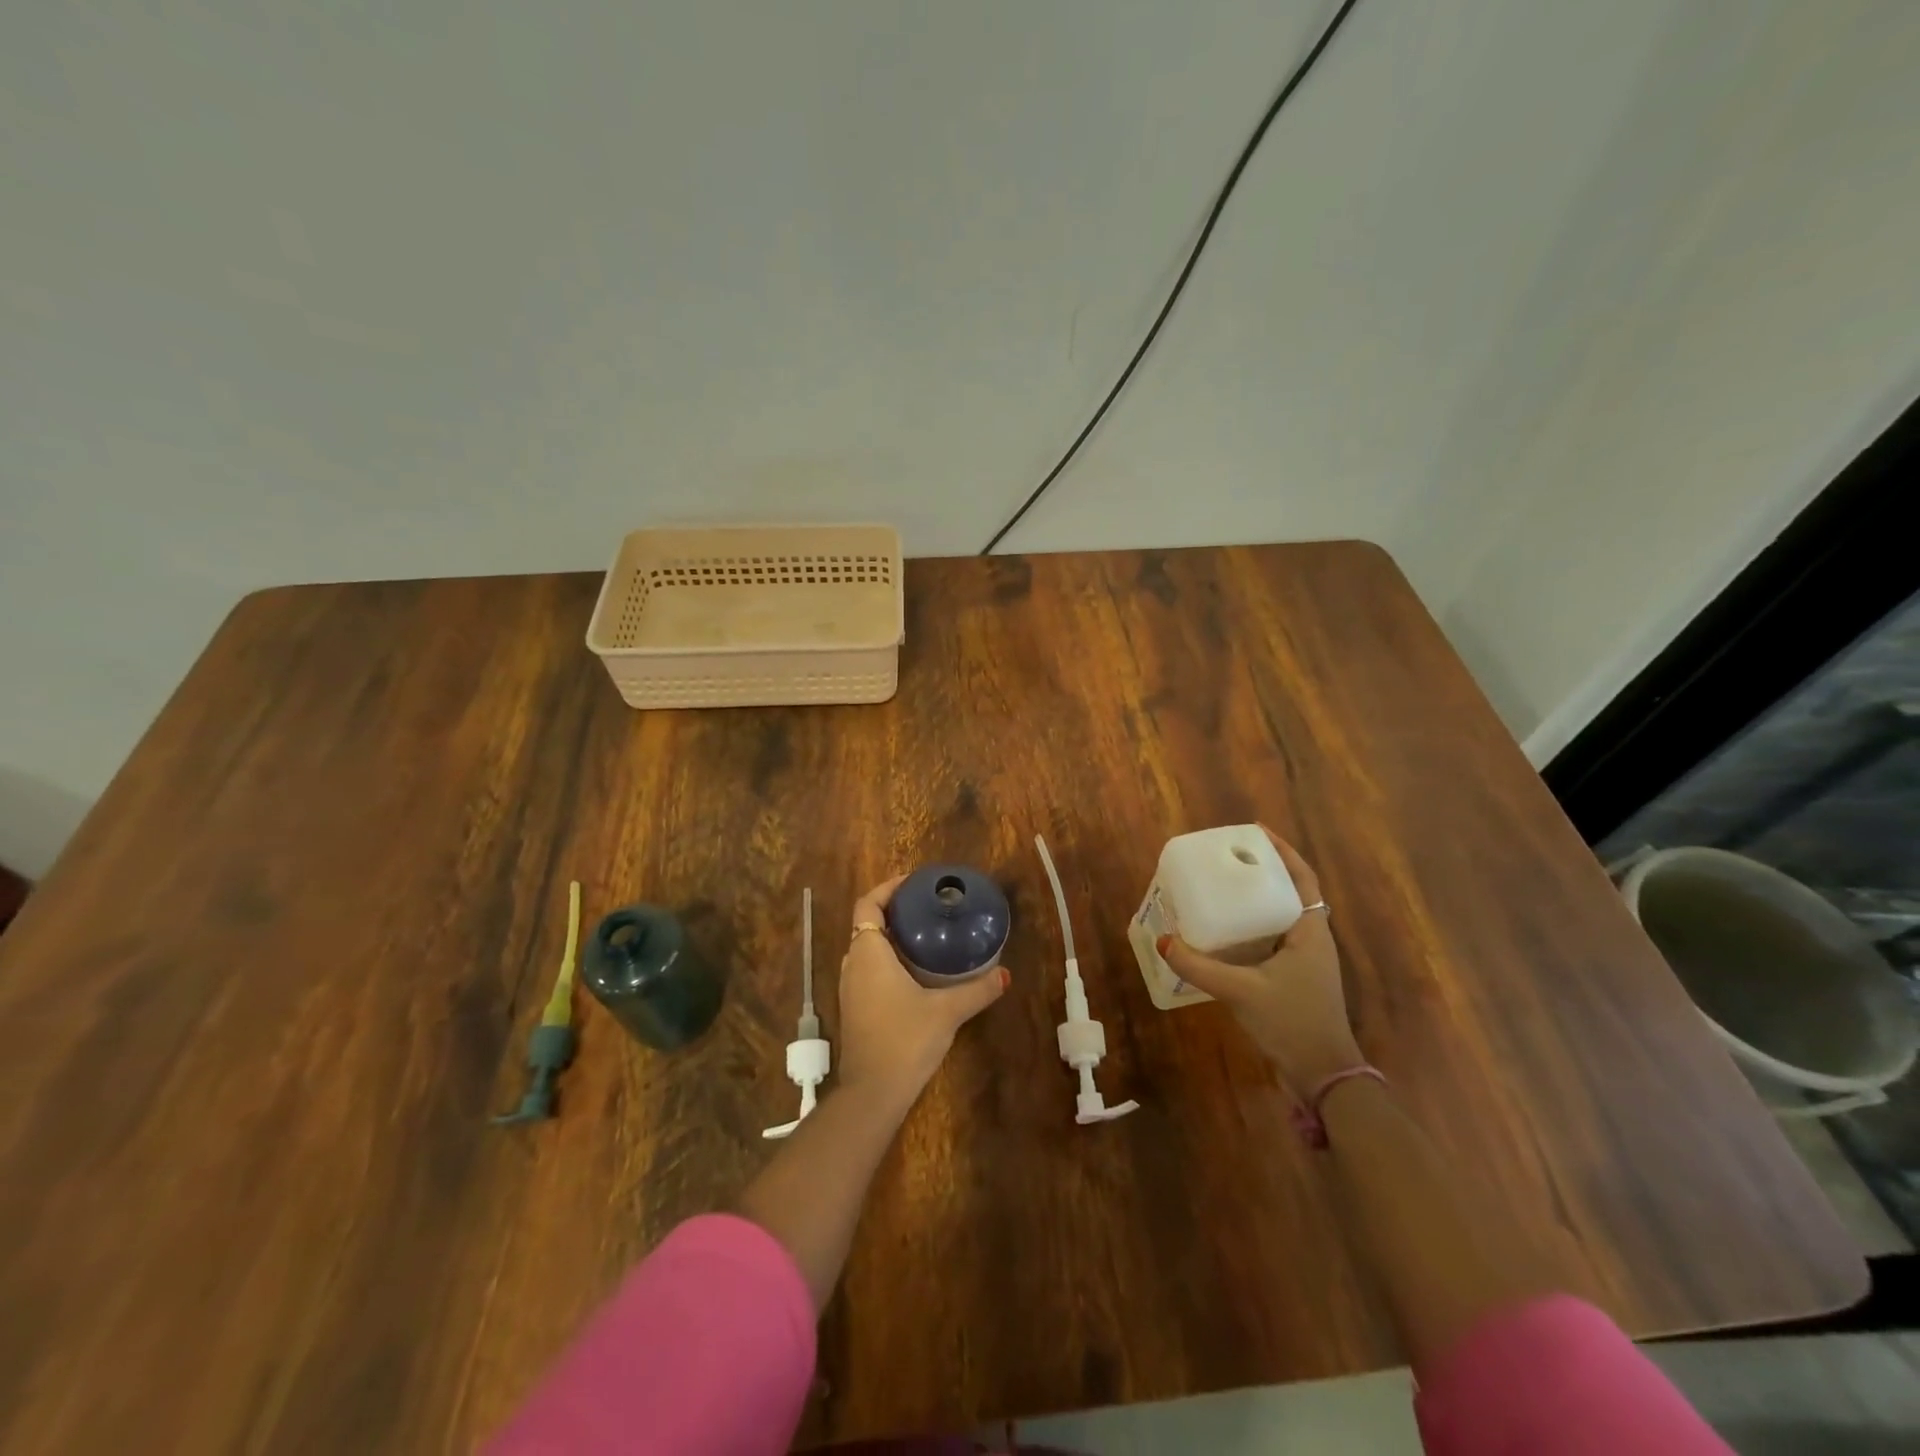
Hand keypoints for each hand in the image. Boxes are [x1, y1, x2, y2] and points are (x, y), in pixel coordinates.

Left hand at [835, 874, 1008, 1109]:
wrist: (872, 1093)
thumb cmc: (905, 1039)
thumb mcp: (947, 1011)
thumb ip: (977, 990)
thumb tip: (1005, 974)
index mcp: (868, 952)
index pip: (868, 904)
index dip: (887, 888)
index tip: (913, 883)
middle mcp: (852, 964)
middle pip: (867, 924)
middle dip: (894, 911)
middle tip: (927, 908)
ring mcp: (849, 988)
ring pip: (866, 949)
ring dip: (890, 938)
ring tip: (924, 935)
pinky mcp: (854, 1008)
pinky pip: (867, 970)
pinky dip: (886, 961)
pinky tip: (914, 973)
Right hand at [1158, 830, 1362, 1092]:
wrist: (1324, 1076)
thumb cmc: (1292, 1022)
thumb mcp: (1241, 991)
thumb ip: (1200, 967)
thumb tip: (1163, 941)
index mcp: (1310, 932)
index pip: (1302, 878)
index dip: (1283, 852)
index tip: (1255, 831)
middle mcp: (1312, 940)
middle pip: (1290, 892)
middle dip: (1263, 872)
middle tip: (1229, 858)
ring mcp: (1305, 961)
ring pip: (1280, 917)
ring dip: (1258, 899)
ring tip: (1224, 887)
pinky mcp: (1295, 979)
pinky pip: (1272, 939)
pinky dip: (1252, 928)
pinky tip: (1226, 932)